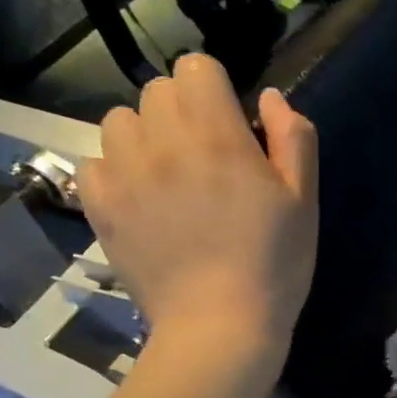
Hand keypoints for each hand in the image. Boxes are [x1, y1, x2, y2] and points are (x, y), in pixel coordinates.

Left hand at [77, 54, 316, 369]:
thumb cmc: (272, 267)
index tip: (231, 124)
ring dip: (144, 136)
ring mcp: (124, 175)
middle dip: (183, 111)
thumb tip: (270, 97)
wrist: (218, 330)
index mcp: (216, 135)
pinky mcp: (100, 207)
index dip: (216, 90)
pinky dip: (113, 171)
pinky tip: (138, 199)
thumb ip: (293, 139)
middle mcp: (162, 142)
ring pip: (119, 121)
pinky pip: (93, 163)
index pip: (196, 67)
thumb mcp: (303, 202)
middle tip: (204, 157)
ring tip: (166, 176)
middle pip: (157, 91)